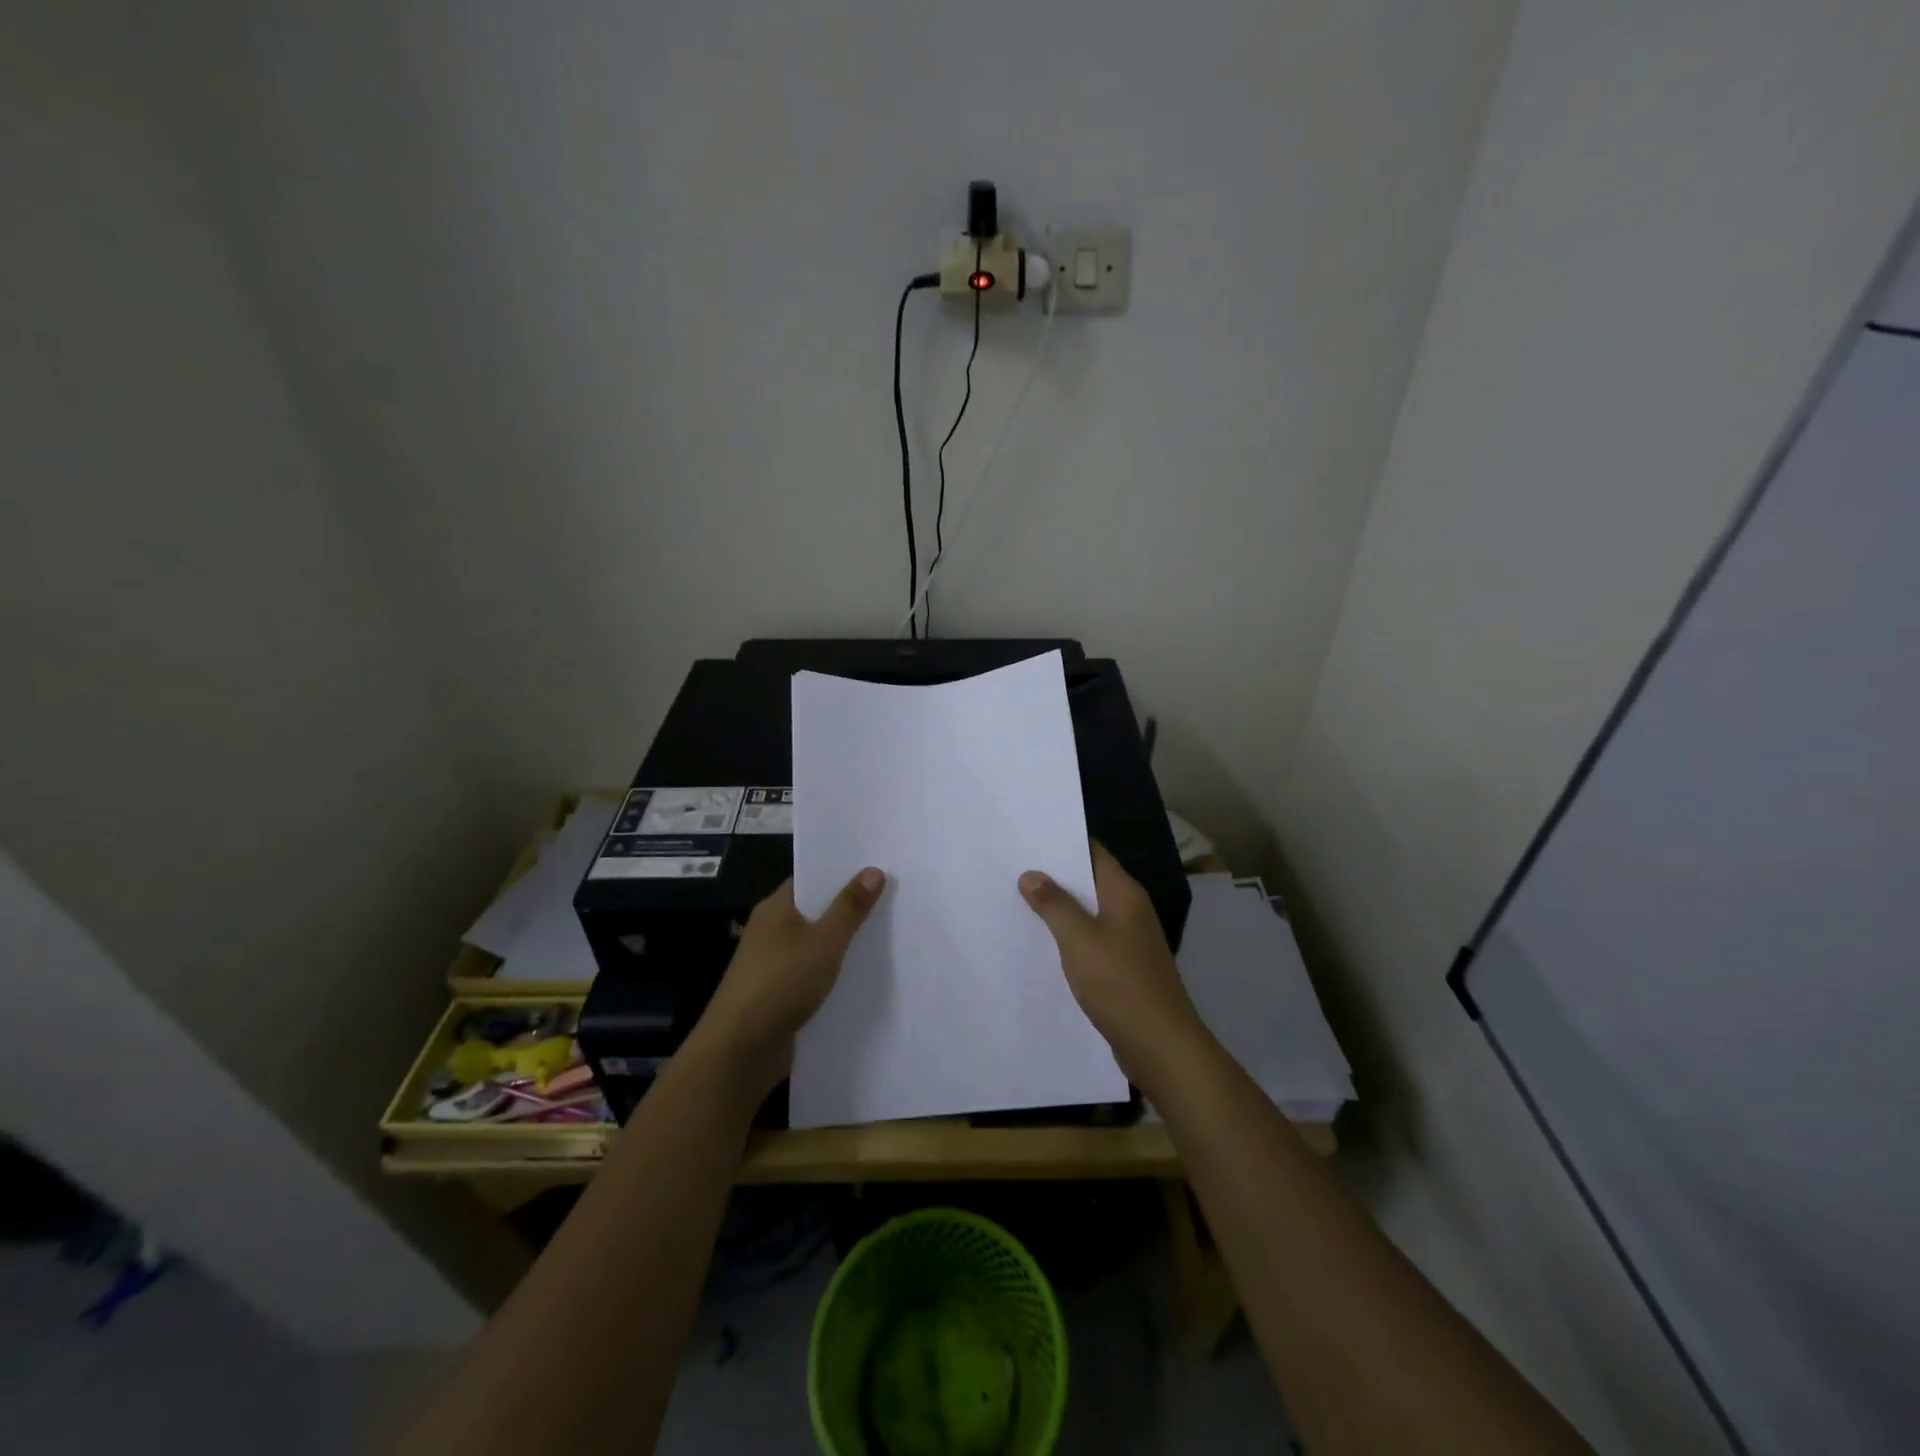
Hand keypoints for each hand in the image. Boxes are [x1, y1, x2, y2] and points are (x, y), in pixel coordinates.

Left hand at [686, 869, 884, 1099]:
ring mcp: (775, 964)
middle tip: (895, 896)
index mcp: (776, 908)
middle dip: (850, 906)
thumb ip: (849, 908)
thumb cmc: (780, 984)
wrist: (740, 1051)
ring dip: (845, 942)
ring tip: (890, 932)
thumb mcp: (823, 942)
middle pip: (817, 910)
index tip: (878, 866)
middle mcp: (772, 931)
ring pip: (817, 944)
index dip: (842, 871)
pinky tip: (866, 974)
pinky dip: (836, 971)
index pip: (811, 878)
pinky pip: (815, 973)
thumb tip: (873, 870)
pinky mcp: (781, 994)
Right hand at [1019, 842, 1210, 1089]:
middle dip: (1055, 875)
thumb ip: (1054, 905)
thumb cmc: (1120, 984)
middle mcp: (1130, 910)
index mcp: (1125, 894)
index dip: (1063, 842)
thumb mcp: (1079, 940)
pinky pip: (1093, 939)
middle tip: (1013, 867)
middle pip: (1090, 881)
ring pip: (1090, 912)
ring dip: (1061, 907)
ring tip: (1019, 899)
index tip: (1029, 837)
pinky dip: (1070, 935)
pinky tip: (1043, 942)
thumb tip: (1031, 874)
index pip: (1093, 853)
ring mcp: (1130, 940)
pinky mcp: (1125, 966)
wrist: (1161, 1045)